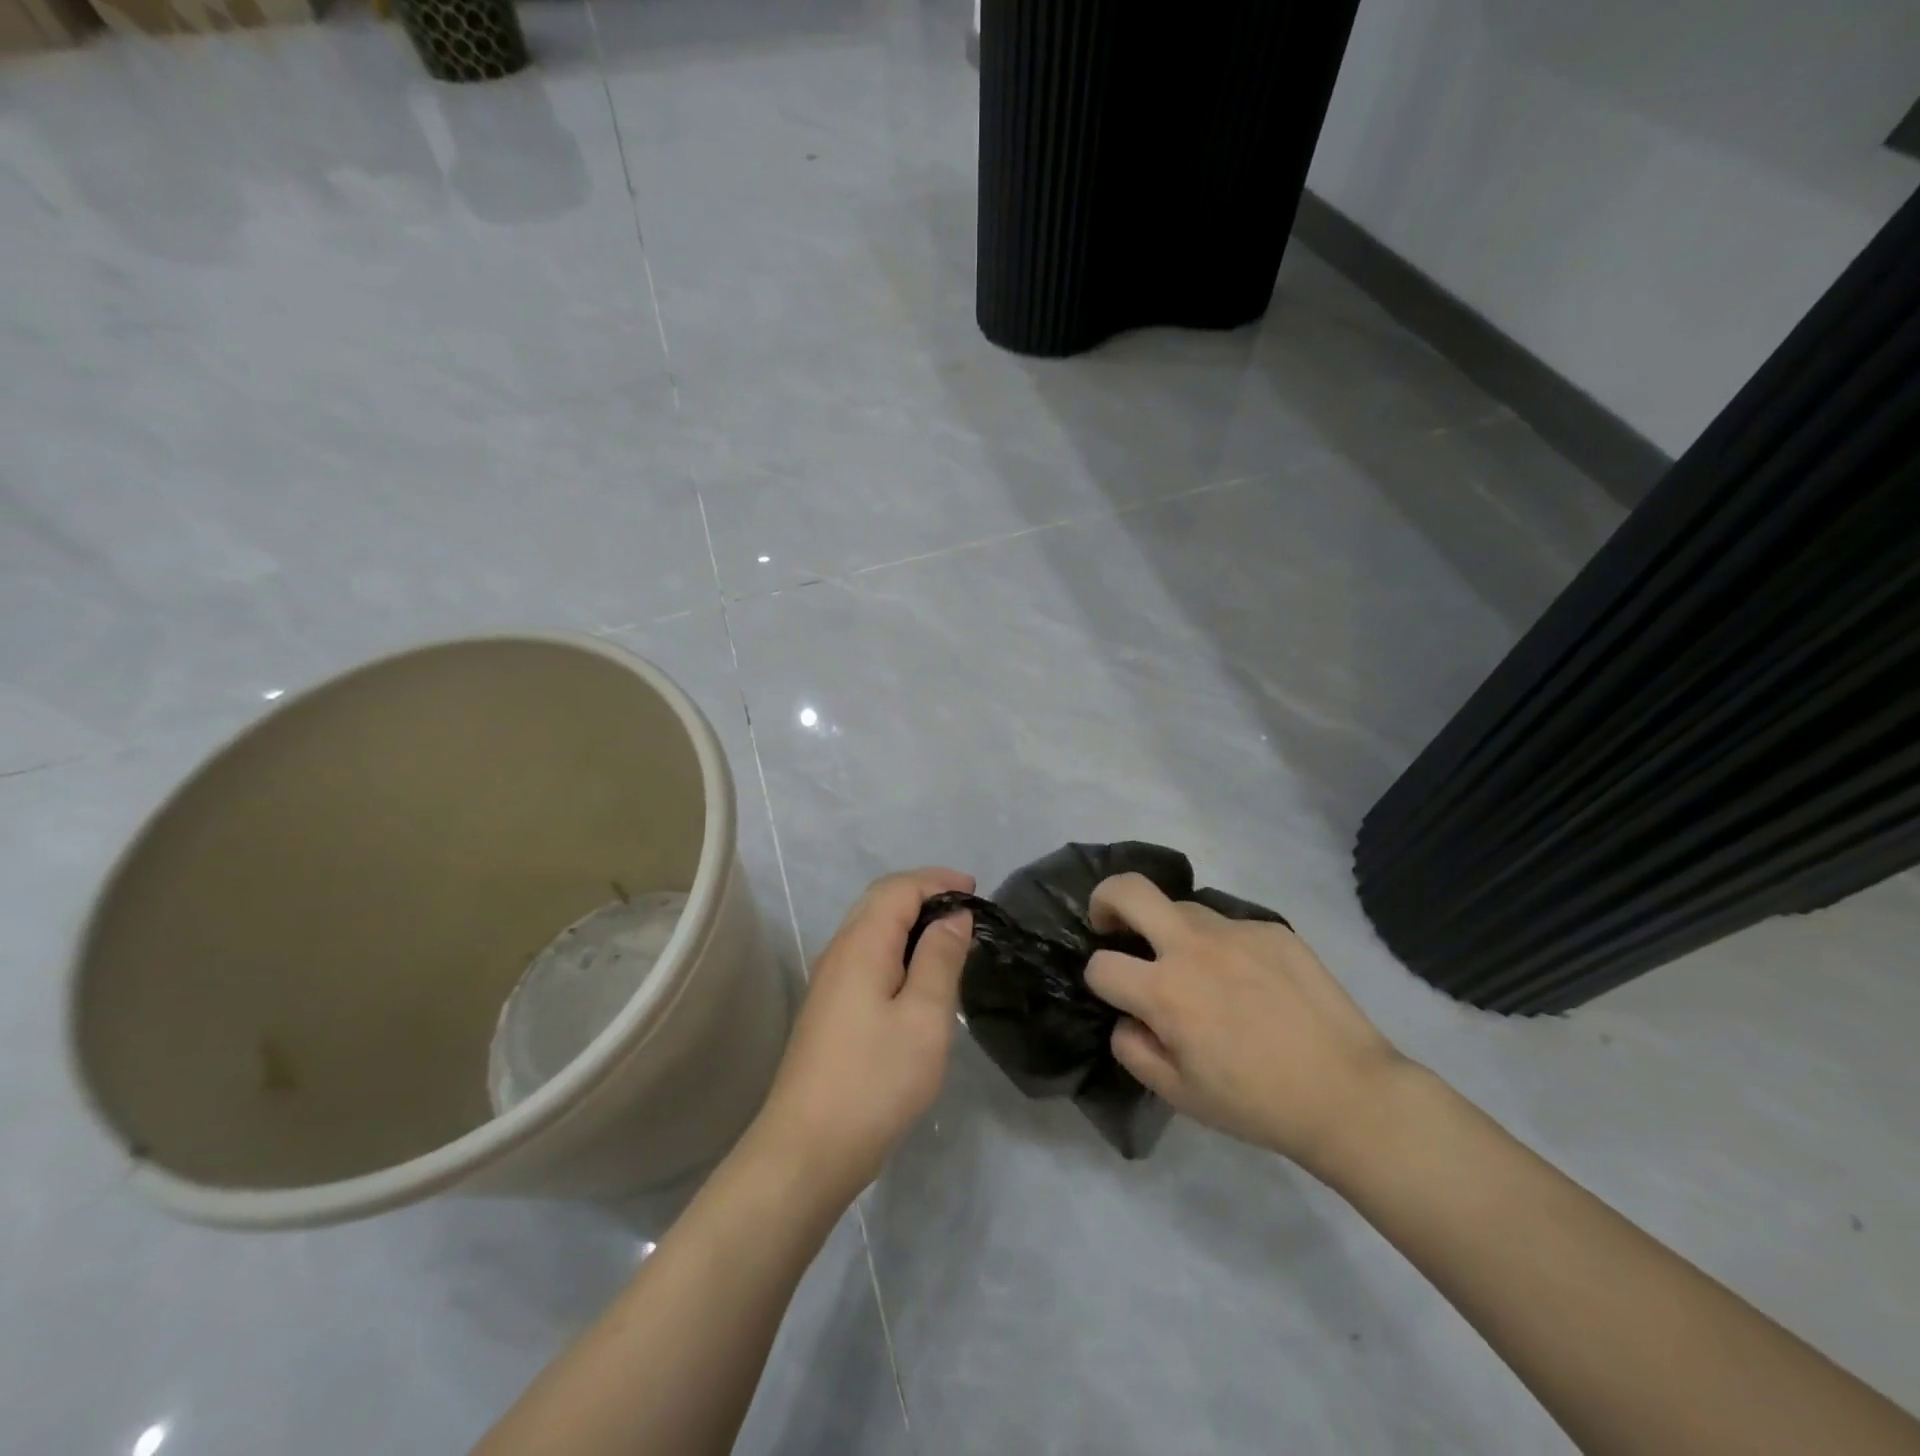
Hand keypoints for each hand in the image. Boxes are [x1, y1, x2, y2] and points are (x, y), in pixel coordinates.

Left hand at [745, 868, 974, 1205]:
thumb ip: (940, 959)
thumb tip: (953, 916)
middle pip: (880, 901)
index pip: (899, 888)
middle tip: (965, 908)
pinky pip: (866, 955)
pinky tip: (917, 975)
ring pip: (871, 928)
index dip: (937, 880)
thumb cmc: (875, 1079)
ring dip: (910, 921)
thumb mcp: (924, 1016)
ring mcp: (829, 981)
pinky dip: (897, 947)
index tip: (975, 890)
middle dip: (924, 893)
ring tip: (949, 937)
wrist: (808, 1148)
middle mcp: (839, 952)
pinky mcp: (830, 1008)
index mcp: (861, 944)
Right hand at [1084, 873, 1404, 1175]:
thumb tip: (1127, 1017)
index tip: (1115, 995)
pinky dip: (1223, 947)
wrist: (1348, 1093)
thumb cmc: (1257, 1103)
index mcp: (1166, 992)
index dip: (1098, 980)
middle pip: (1128, 891)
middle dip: (1105, 900)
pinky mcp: (1272, 929)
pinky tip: (1251, 983)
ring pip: (1181, 907)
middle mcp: (1193, 947)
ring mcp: (1236, 931)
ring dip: (1170, 930)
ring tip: (1196, 969)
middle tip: (1111, 925)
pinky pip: (1230, 927)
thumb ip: (1134, 1049)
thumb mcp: (1179, 1095)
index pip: (1101, 965)